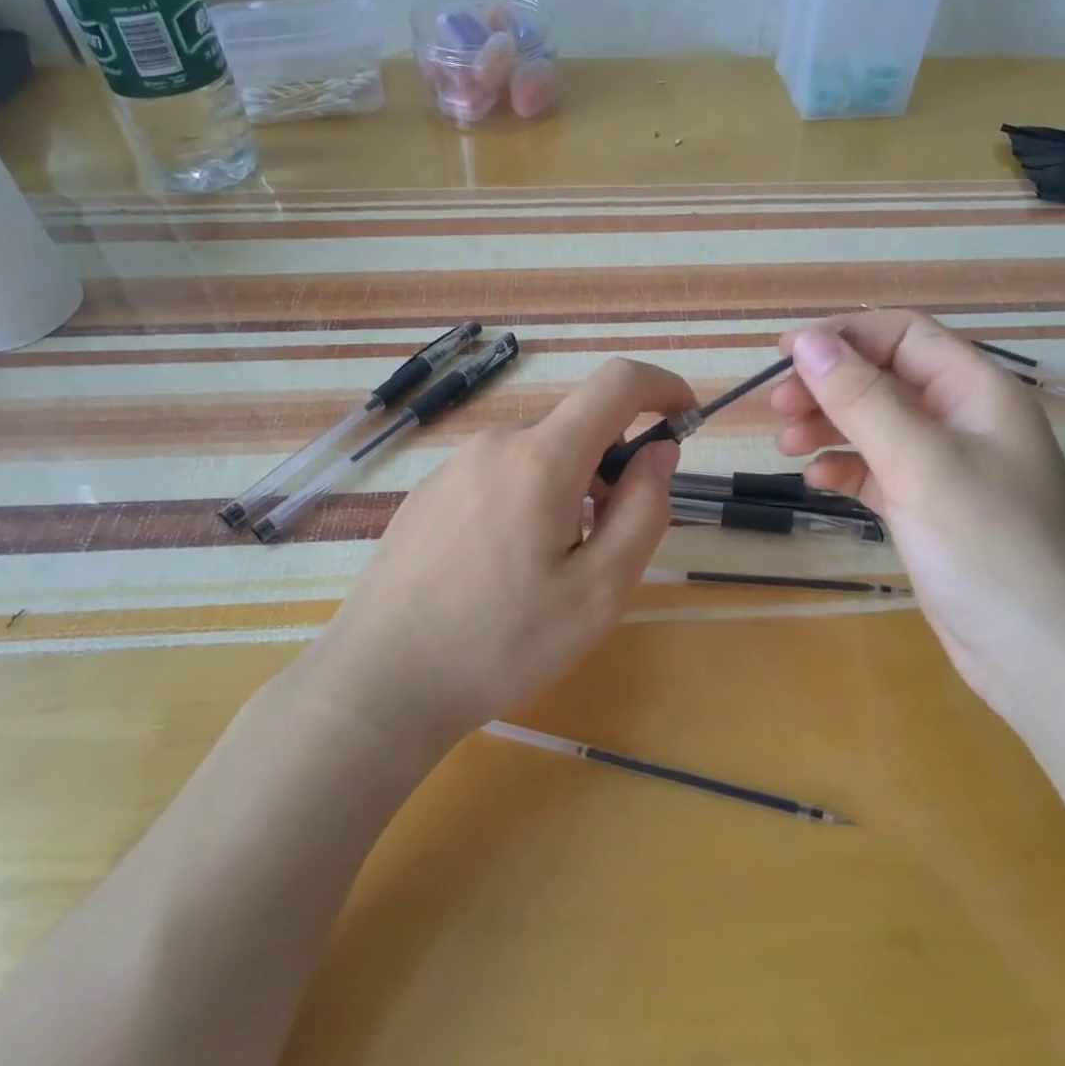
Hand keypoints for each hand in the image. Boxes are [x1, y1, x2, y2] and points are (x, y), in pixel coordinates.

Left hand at [298, 359, 692, 752]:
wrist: (379, 683)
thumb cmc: (502, 642)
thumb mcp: (600, 590)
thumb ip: (644, 509)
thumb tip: (658, 451)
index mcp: (541, 458)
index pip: (617, 383)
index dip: (662, 387)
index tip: (685, 420)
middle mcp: (495, 443)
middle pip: (577, 430)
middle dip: (612, 469)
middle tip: (607, 544)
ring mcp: (454, 467)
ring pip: (538, 457)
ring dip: (569, 491)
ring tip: (550, 569)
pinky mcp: (428, 494)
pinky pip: (500, 477)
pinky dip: (528, 501)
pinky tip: (502, 570)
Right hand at [772, 311, 1064, 735]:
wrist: (1041, 657)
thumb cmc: (988, 546)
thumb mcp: (920, 462)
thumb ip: (862, 398)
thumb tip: (806, 340)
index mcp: (977, 391)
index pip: (903, 335)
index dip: (843, 335)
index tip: (784, 352)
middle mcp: (963, 420)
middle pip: (884, 377)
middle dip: (829, 384)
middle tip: (778, 405)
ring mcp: (946, 467)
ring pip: (876, 424)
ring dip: (829, 425)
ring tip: (786, 444)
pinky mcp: (929, 508)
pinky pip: (878, 471)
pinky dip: (845, 468)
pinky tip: (817, 480)